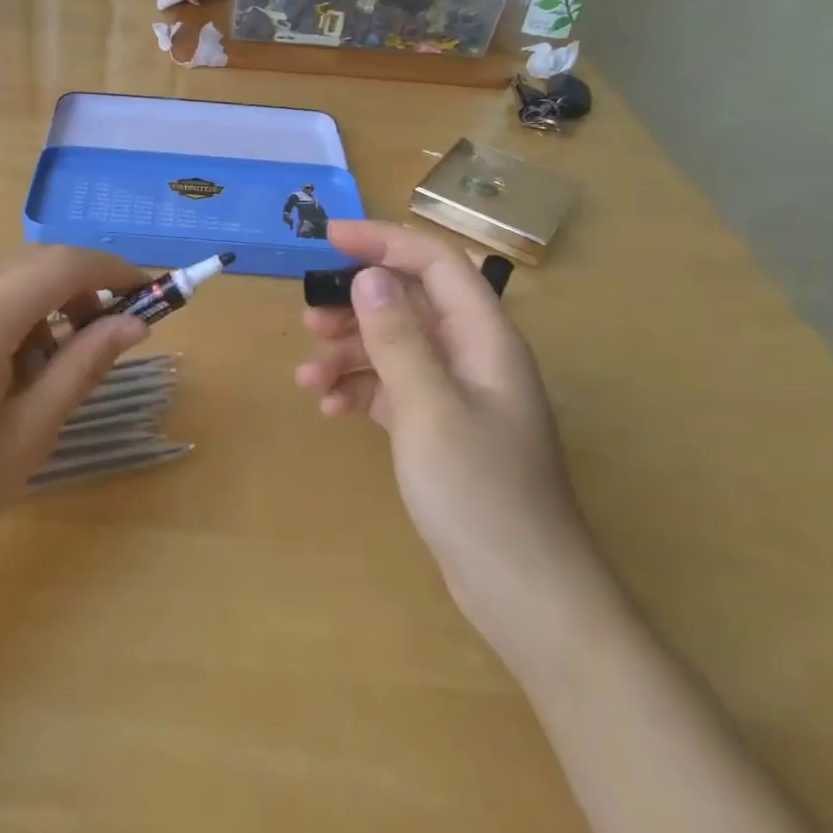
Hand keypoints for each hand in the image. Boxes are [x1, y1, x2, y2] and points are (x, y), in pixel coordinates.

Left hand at [0, 247, 148, 569]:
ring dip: (43, 300)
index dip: (111, 270)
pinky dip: (9, 313)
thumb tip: (134, 325)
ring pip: (1, 278)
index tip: (147, 291)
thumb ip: (83, 366)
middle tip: (108, 329)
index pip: (60, 266)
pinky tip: (9, 367)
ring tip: (54, 362)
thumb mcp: (30, 431)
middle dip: (79, 284)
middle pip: (31, 263)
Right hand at [295, 220, 604, 658]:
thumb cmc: (480, 493)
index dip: (383, 242)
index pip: (435, 264)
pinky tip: (330, 408)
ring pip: (395, 348)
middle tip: (308, 319)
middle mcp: (472, 357)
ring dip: (350, 353)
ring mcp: (457, 395)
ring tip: (308, 374)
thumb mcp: (430, 408)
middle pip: (410, 304)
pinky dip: (360, 391)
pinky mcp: (440, 429)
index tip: (328, 239)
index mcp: (484, 339)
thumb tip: (369, 275)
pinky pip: (393, 390)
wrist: (524, 593)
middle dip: (356, 305)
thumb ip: (398, 338)